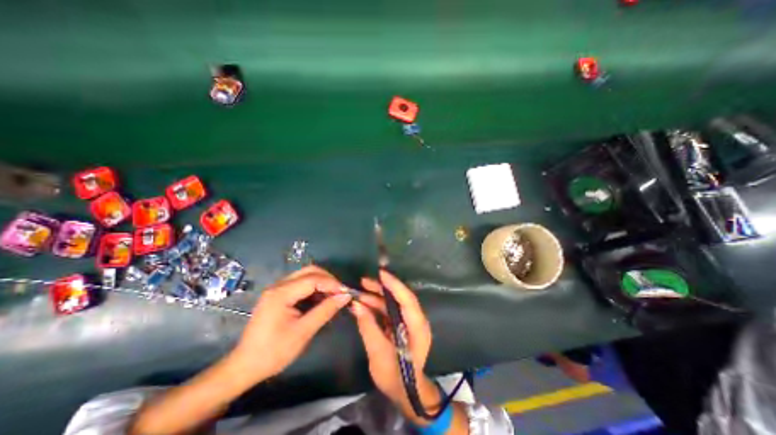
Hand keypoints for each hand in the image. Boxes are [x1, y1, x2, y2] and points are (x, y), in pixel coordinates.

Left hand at [230, 264, 352, 383]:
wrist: (245, 367)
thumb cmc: (274, 352)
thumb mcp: (303, 331)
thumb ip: (325, 310)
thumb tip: (345, 296)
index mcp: (281, 293)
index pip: (313, 279)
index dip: (332, 283)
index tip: (346, 292)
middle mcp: (278, 286)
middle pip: (309, 271)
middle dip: (328, 279)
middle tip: (340, 292)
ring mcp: (277, 289)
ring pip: (305, 276)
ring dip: (322, 282)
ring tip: (333, 295)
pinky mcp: (278, 295)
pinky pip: (300, 284)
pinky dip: (314, 288)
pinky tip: (321, 299)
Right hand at [349, 271, 439, 423]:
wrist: (407, 393)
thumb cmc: (395, 376)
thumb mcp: (378, 353)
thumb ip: (368, 326)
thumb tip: (356, 304)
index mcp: (417, 327)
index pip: (407, 299)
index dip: (394, 284)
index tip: (380, 274)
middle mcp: (416, 320)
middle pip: (400, 297)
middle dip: (382, 288)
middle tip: (363, 281)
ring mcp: (409, 322)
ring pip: (393, 303)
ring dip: (377, 297)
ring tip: (359, 292)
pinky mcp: (402, 325)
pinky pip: (389, 311)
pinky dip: (377, 306)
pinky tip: (364, 304)